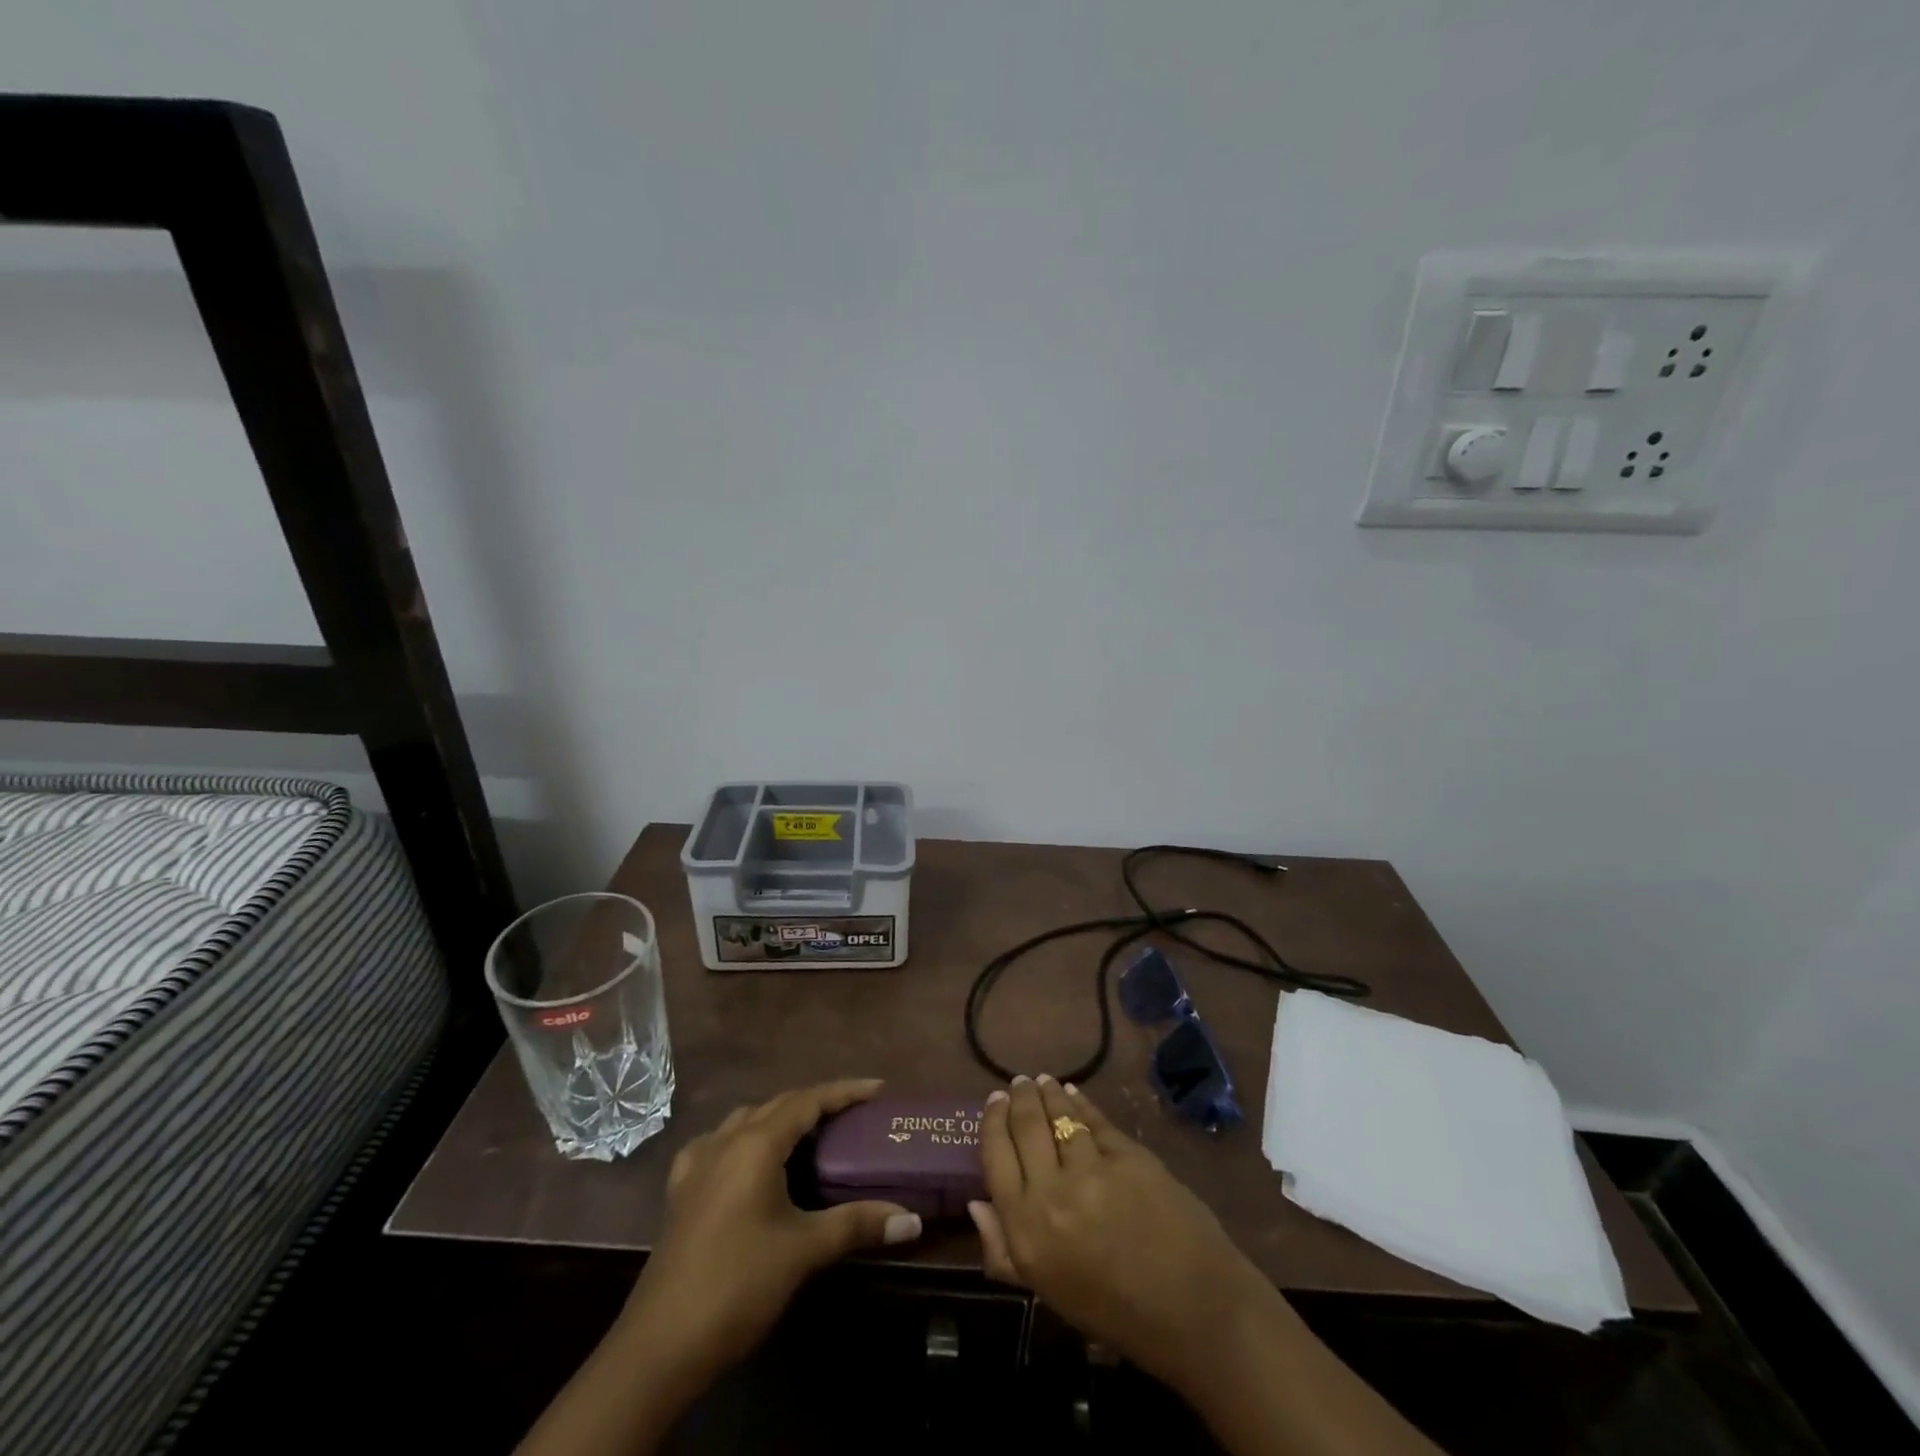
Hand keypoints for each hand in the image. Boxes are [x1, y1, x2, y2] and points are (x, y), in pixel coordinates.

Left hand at [627, 1079, 922, 1382]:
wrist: (660, 1343)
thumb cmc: (738, 1284)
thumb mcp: (804, 1250)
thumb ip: (857, 1224)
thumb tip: (912, 1219)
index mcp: (756, 1144)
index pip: (808, 1100)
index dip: (845, 1091)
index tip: (878, 1089)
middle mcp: (725, 1140)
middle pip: (779, 1105)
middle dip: (817, 1102)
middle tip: (853, 1112)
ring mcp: (697, 1164)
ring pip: (746, 1120)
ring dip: (779, 1118)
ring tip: (808, 1133)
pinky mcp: (680, 1191)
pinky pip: (716, 1144)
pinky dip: (741, 1139)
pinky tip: (745, 1159)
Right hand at [969, 1076, 1270, 1393]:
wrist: (1189, 1310)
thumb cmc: (1112, 1309)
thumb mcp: (1045, 1289)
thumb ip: (1003, 1249)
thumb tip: (977, 1201)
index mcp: (1025, 1229)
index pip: (994, 1156)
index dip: (992, 1122)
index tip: (993, 1101)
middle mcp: (1050, 1193)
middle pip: (1025, 1126)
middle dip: (1019, 1098)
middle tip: (1019, 1084)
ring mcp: (1091, 1171)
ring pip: (1059, 1115)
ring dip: (1048, 1093)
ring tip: (1043, 1082)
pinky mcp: (1127, 1156)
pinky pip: (1094, 1121)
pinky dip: (1081, 1104)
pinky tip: (1074, 1094)